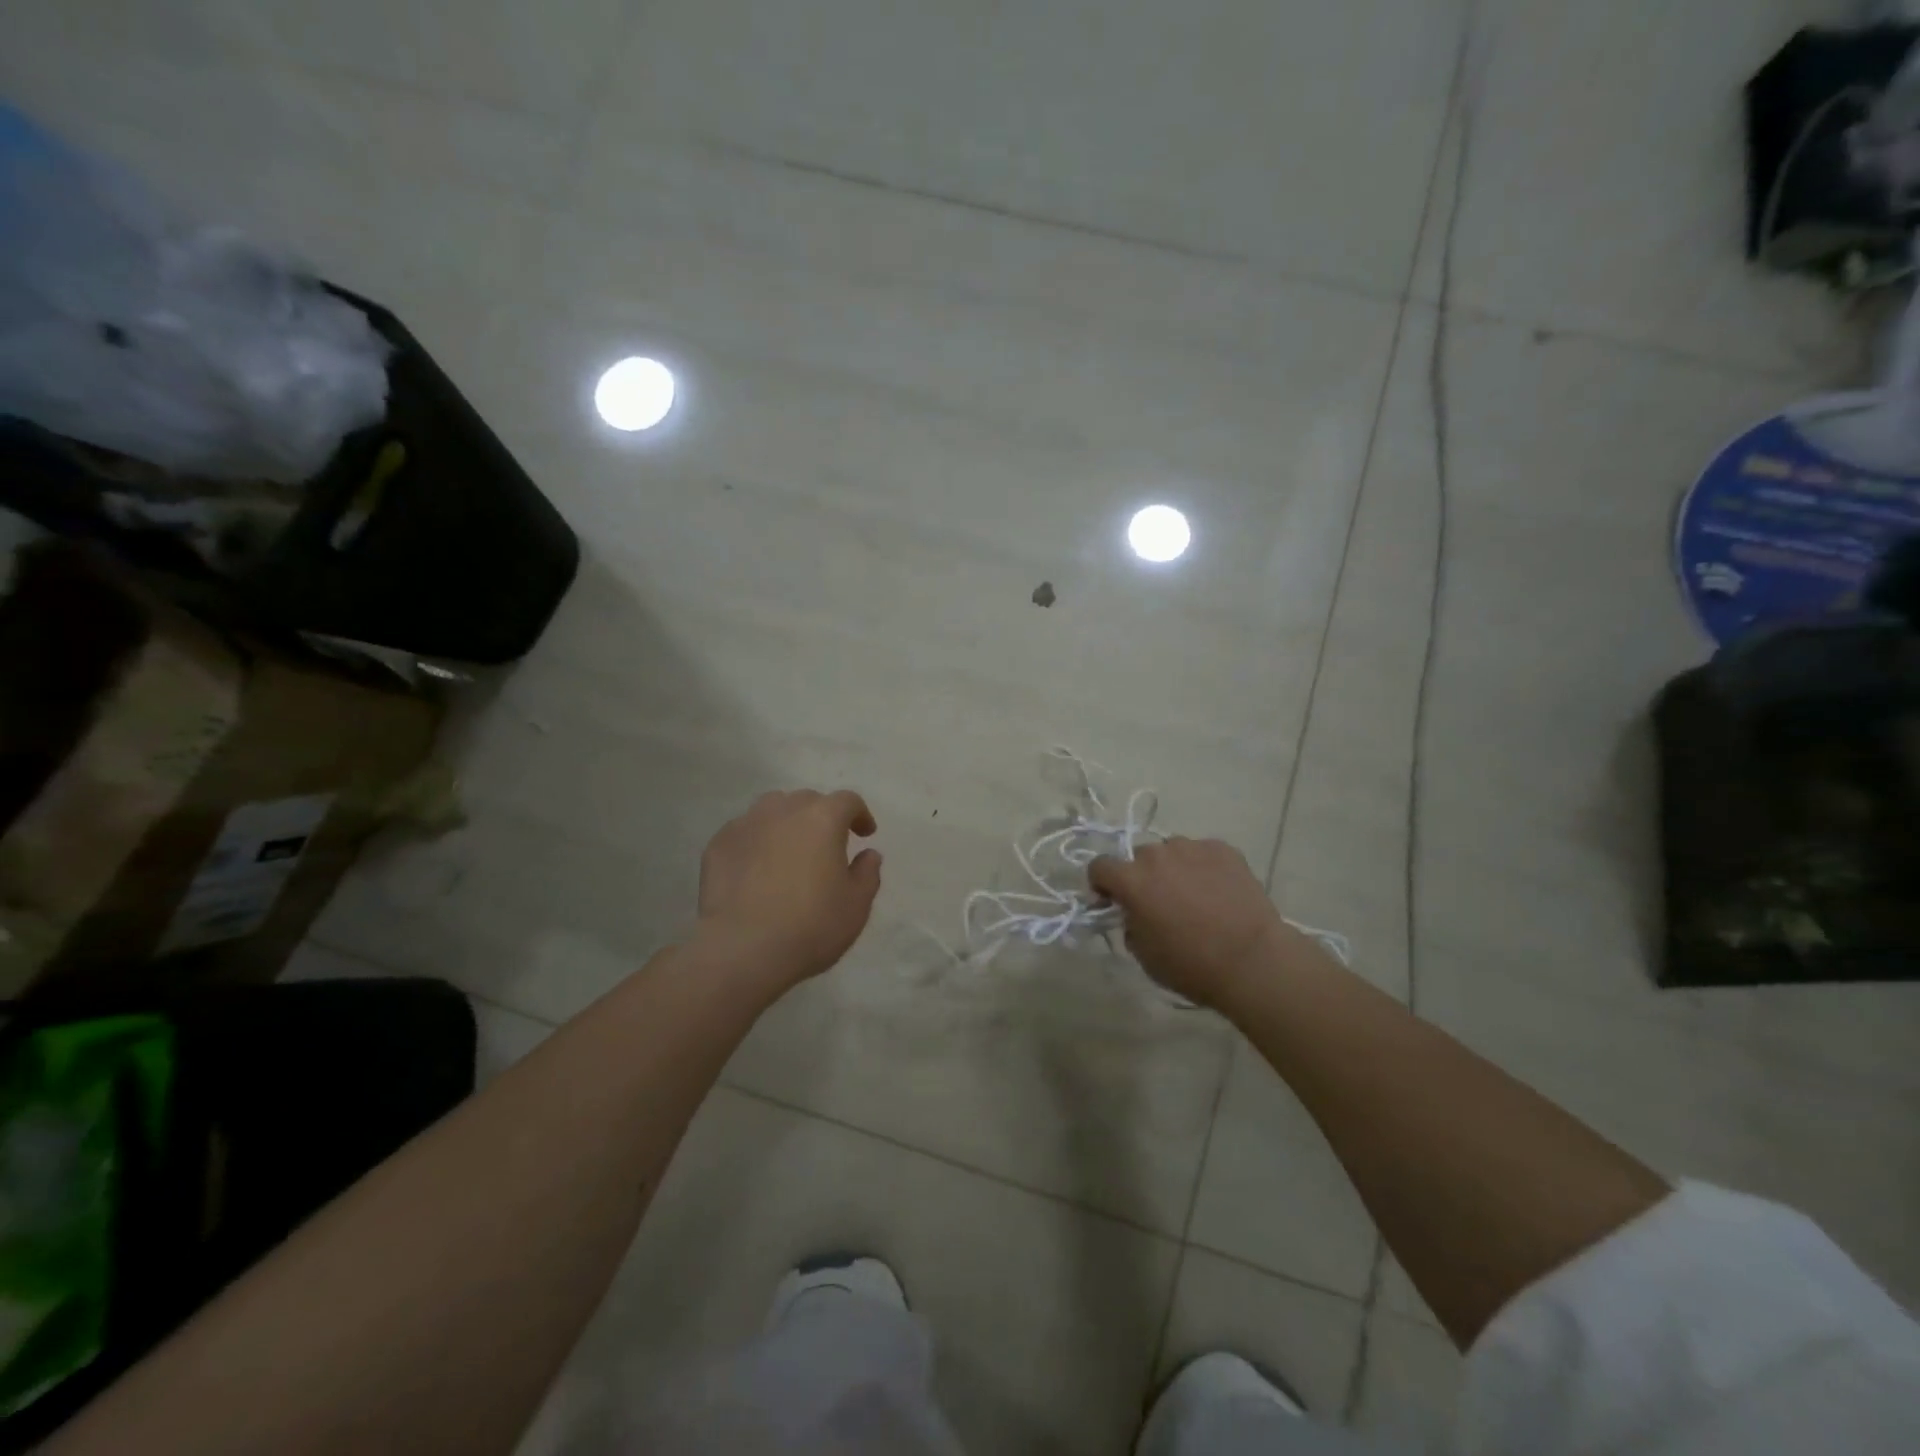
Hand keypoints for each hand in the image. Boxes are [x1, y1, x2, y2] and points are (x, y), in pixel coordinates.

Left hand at [696, 789, 882, 988]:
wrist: (742, 949)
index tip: (864, 835)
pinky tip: (756, 869)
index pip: (848, 801)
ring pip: (772, 809)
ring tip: (789, 850)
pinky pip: (744, 832)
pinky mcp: (718, 844)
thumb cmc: (810, 926)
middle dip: (821, 816)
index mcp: (823, 818)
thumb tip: (869, 855)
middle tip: (826, 845)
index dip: (859, 815)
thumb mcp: (856, 906)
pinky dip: (756, 841)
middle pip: (808, 800)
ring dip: (787, 822)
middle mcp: (784, 810)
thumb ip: (867, 874)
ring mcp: (746, 824)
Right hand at [1089, 838, 1330, 1008]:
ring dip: (1173, 869)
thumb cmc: (1191, 965)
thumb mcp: (1144, 955)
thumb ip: (1129, 924)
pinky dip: (1203, 868)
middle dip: (1142, 877)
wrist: (1253, 961)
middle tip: (1160, 903)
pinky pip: (1202, 853)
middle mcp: (1157, 855)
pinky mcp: (1223, 849)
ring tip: (1194, 896)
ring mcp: (1192, 848)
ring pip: (1172, 852)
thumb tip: (1134, 912)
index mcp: (1131, 880)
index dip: (1102, 884)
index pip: (1100, 866)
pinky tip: (1218, 892)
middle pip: (1139, 858)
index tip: (1113, 902)